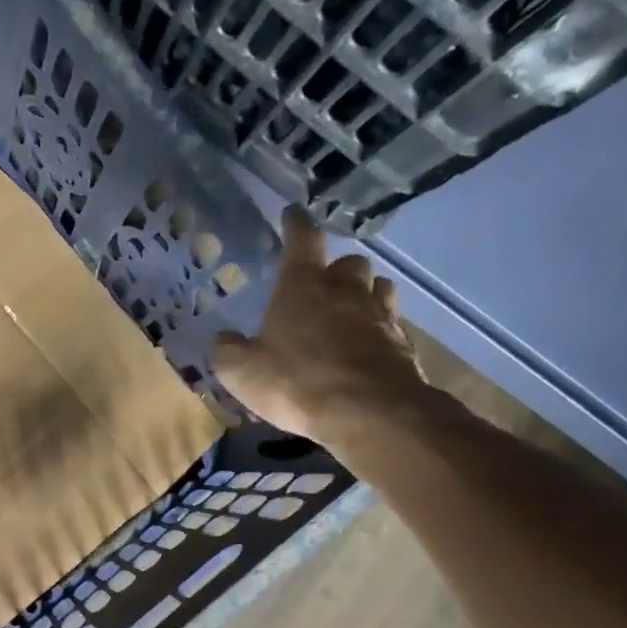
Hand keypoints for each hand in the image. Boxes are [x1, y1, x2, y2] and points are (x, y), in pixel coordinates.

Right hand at [210, 208, 427, 441]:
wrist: (370, 412)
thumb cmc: (296, 382)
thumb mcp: (240, 371)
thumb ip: (226, 350)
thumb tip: (223, 339)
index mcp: (302, 287)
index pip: (302, 240)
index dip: (295, 225)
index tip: (291, 215)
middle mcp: (345, 291)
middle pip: (349, 263)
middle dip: (336, 270)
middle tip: (322, 286)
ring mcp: (380, 315)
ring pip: (378, 288)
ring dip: (365, 294)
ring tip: (350, 313)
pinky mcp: (402, 344)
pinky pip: (392, 325)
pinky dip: (379, 330)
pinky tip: (367, 349)